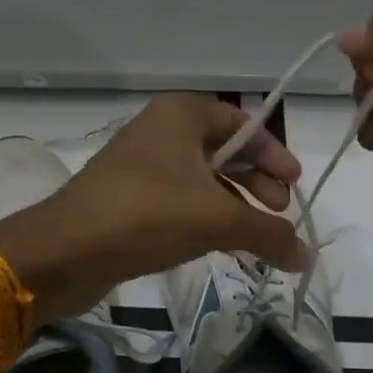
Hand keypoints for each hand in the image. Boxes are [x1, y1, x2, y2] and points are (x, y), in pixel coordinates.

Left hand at [0, 95, 305, 319]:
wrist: (65, 251)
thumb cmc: (147, 215)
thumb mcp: (218, 221)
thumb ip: (268, 234)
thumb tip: (307, 257)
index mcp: (181, 114)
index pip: (242, 124)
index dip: (273, 154)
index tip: (293, 186)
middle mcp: (160, 131)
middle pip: (224, 151)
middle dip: (256, 182)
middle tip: (278, 213)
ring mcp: (140, 166)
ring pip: (201, 179)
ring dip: (233, 204)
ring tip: (254, 237)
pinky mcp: (127, 199)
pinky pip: (178, 200)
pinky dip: (204, 217)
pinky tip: (219, 245)